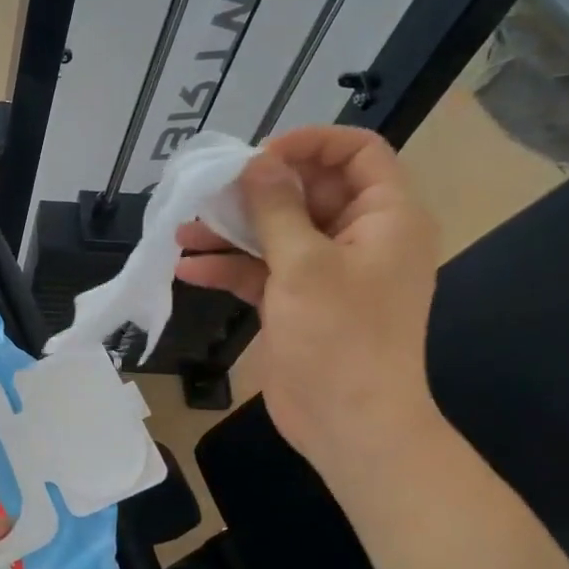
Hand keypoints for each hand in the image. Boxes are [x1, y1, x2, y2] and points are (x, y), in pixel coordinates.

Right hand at [175, 126, 441, 467]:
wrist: (349, 424)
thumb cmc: (339, 336)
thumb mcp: (303, 263)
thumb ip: (276, 208)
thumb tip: (256, 162)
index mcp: (386, 217)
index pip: (358, 153)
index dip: (310, 144)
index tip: (260, 156)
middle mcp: (361, 238)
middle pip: (309, 192)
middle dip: (257, 190)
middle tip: (210, 190)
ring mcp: (327, 273)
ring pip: (278, 233)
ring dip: (232, 231)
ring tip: (182, 228)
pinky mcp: (299, 303)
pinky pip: (263, 272)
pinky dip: (230, 268)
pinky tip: (188, 268)